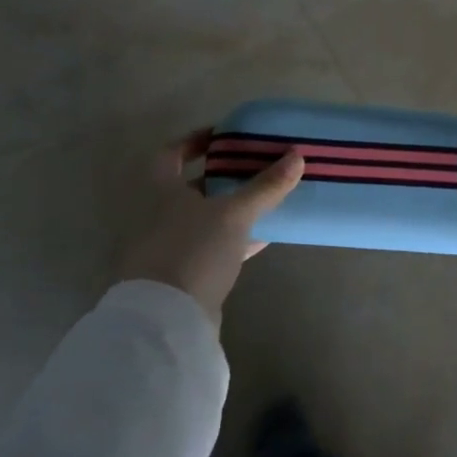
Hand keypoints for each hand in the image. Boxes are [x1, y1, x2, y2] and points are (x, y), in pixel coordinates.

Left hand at [117, 129, 304, 321]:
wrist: (166, 320)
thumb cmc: (193, 251)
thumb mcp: (234, 214)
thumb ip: (265, 186)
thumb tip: (297, 155)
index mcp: (161, 192)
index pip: (171, 154)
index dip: (194, 141)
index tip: (224, 136)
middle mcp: (159, 216)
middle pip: (191, 187)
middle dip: (223, 176)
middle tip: (256, 166)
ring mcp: (169, 247)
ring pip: (205, 218)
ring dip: (232, 208)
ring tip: (267, 198)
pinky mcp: (184, 275)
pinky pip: (213, 247)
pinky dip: (236, 238)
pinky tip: (263, 237)